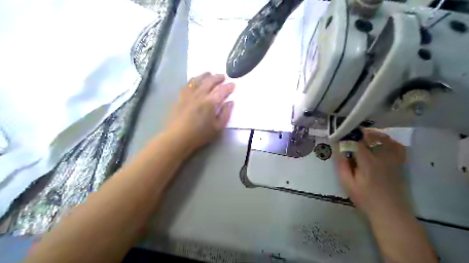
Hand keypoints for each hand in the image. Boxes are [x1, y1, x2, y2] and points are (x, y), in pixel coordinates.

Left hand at [165, 73, 233, 152]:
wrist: (178, 137)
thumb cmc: (200, 134)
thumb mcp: (218, 128)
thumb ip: (226, 113)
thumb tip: (230, 102)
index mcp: (210, 103)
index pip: (222, 90)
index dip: (229, 86)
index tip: (233, 84)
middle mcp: (200, 95)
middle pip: (210, 81)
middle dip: (218, 77)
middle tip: (224, 76)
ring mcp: (189, 94)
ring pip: (198, 80)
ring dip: (205, 75)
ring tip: (210, 73)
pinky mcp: (180, 97)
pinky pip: (187, 84)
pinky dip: (193, 80)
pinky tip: (195, 81)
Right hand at [340, 128, 408, 217]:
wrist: (390, 211)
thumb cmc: (365, 198)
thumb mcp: (347, 184)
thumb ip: (342, 165)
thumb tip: (338, 150)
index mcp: (367, 162)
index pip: (357, 141)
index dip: (348, 136)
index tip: (341, 135)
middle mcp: (381, 156)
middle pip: (372, 136)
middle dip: (360, 132)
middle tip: (351, 134)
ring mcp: (393, 159)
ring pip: (385, 138)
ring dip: (373, 134)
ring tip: (364, 135)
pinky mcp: (399, 163)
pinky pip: (396, 146)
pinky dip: (388, 140)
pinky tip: (381, 142)